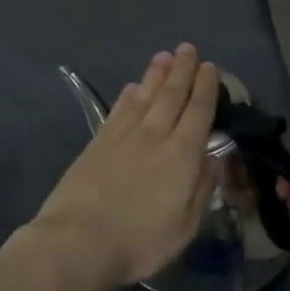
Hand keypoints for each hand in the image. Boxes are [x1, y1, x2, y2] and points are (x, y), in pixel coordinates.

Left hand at [29, 44, 219, 290]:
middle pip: (171, 95)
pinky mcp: (97, 141)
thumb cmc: (139, 242)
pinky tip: (132, 87)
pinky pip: (118, 109)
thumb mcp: (184, 226)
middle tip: (188, 49)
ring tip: (163, 56)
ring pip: (144, 96)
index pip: (198, 112)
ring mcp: (122, 136)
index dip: (206, 88)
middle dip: (182, 70)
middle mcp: (154, 135)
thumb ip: (201, 188)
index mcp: (181, 155)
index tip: (210, 68)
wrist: (78, 240)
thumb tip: (211, 158)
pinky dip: (128, 95)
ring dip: (155, 74)